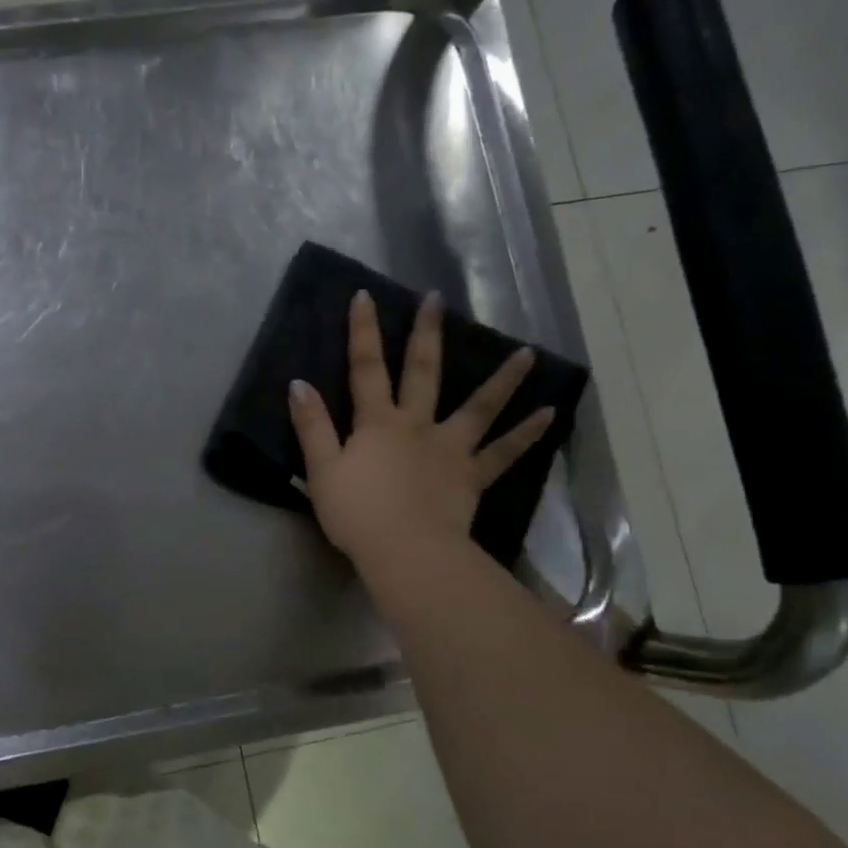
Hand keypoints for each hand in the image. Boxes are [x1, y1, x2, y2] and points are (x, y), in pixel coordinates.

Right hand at [288, 289, 553, 571]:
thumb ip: (312, 426)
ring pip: (478, 408)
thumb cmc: (357, 513)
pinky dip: (527, 434)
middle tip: (436, 299)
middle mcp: (417, 425)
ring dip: (502, 379)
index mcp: (377, 423)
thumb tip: (299, 384)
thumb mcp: (321, 469)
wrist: (405, 551)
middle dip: (426, 334)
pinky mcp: (471, 476)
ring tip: (527, 353)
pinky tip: (549, 414)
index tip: (365, 296)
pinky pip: (504, 453)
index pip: (366, 368)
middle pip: (422, 373)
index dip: (363, 332)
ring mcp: (450, 449)